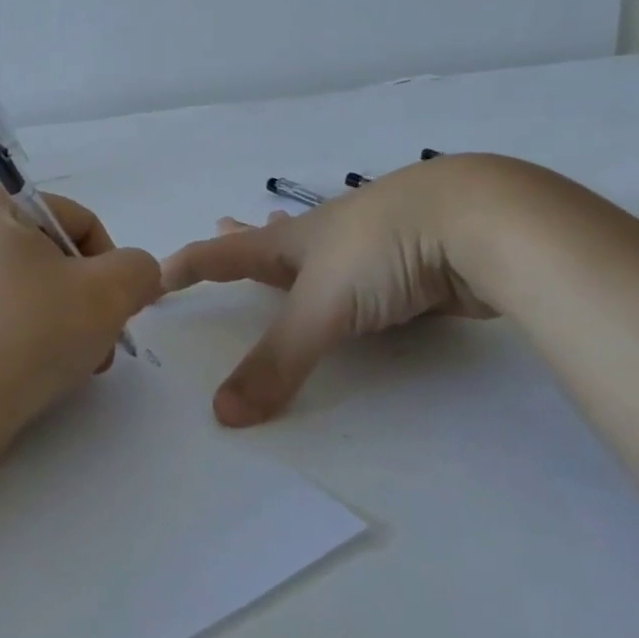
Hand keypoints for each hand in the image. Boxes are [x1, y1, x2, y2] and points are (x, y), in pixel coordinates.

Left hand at [0, 187, 161, 456]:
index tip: (117, 304)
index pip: (79, 219)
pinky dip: (35, 342)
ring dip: (70, 325)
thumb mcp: (107, 292)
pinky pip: (7, 322)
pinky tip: (47, 375)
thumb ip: (139, 270)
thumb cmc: (29, 332)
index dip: (110, 260)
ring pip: (36, 295)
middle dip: (92, 300)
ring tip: (81, 365)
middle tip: (105, 340)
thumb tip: (138, 276)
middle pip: (58, 259)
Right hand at [160, 159, 495, 426]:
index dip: (188, 265)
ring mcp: (378, 245)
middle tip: (223, 222)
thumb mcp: (322, 307)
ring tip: (286, 242)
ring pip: (328, 252)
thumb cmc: (383, 250)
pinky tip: (370, 281)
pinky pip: (374, 274)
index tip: (155, 274)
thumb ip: (276, 362)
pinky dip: (357, 278)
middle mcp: (332, 238)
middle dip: (247, 238)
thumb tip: (222, 415)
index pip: (226, 253)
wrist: (483, 223)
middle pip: (277, 239)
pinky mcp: (419, 261)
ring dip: (302, 251)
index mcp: (297, 241)